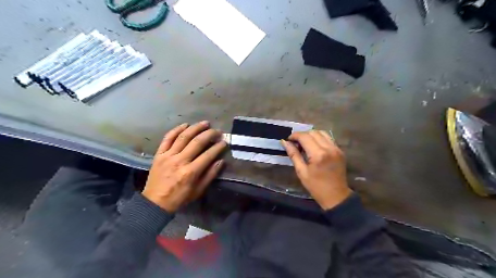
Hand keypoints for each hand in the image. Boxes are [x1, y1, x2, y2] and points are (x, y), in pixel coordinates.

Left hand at [142, 120, 227, 211]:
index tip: (224, 142)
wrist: (155, 202)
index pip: (208, 155)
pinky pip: (167, 138)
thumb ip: (210, 175)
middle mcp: (179, 161)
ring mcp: (168, 156)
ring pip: (183, 137)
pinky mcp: (159, 154)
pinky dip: (176, 129)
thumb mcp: (198, 191)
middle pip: (197, 142)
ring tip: (205, 123)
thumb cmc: (180, 198)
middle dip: (209, 134)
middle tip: (217, 131)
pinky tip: (185, 125)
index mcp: (190, 172)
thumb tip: (221, 161)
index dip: (218, 147)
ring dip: (195, 128)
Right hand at [283, 131, 352, 209]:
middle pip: (313, 132)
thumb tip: (284, 142)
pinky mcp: (340, 151)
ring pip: (322, 132)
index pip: (304, 137)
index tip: (288, 140)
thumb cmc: (316, 186)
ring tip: (305, 143)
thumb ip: (293, 154)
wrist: (336, 196)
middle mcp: (329, 148)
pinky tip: (314, 146)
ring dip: (311, 135)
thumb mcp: (301, 172)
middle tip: (296, 143)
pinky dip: (319, 138)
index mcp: (318, 154)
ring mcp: (336, 148)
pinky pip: (328, 138)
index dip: (295, 136)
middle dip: (302, 135)